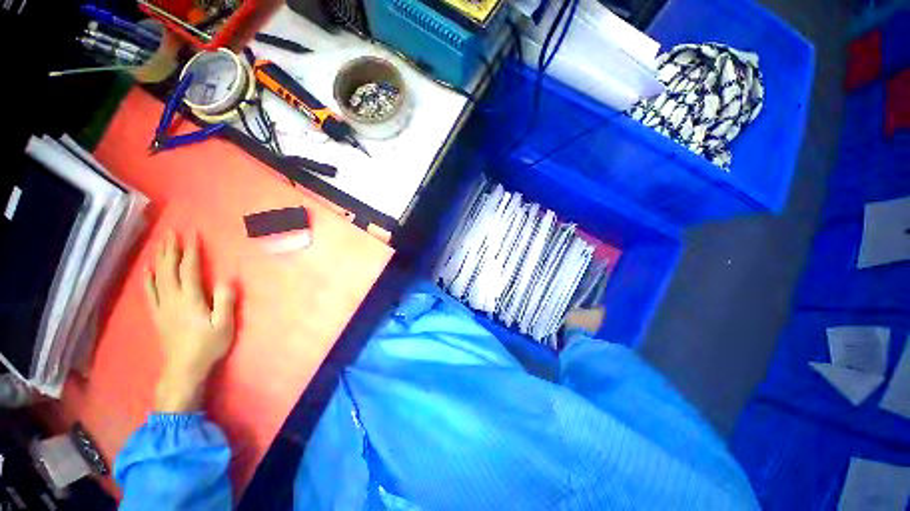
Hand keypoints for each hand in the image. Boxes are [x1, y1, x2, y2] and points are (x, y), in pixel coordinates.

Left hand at [144, 232, 235, 412]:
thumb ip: (225, 301)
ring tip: (161, 245)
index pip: (189, 270)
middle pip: (169, 269)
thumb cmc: (208, 345)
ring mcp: (162, 306)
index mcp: (191, 299)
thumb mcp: (224, 325)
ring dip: (160, 259)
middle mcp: (173, 299)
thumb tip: (227, 278)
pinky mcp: (157, 314)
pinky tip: (148, 270)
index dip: (191, 251)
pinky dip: (148, 278)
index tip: (192, 235)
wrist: (184, 368)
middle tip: (172, 233)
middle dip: (171, 250)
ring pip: (158, 277)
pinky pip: (150, 292)